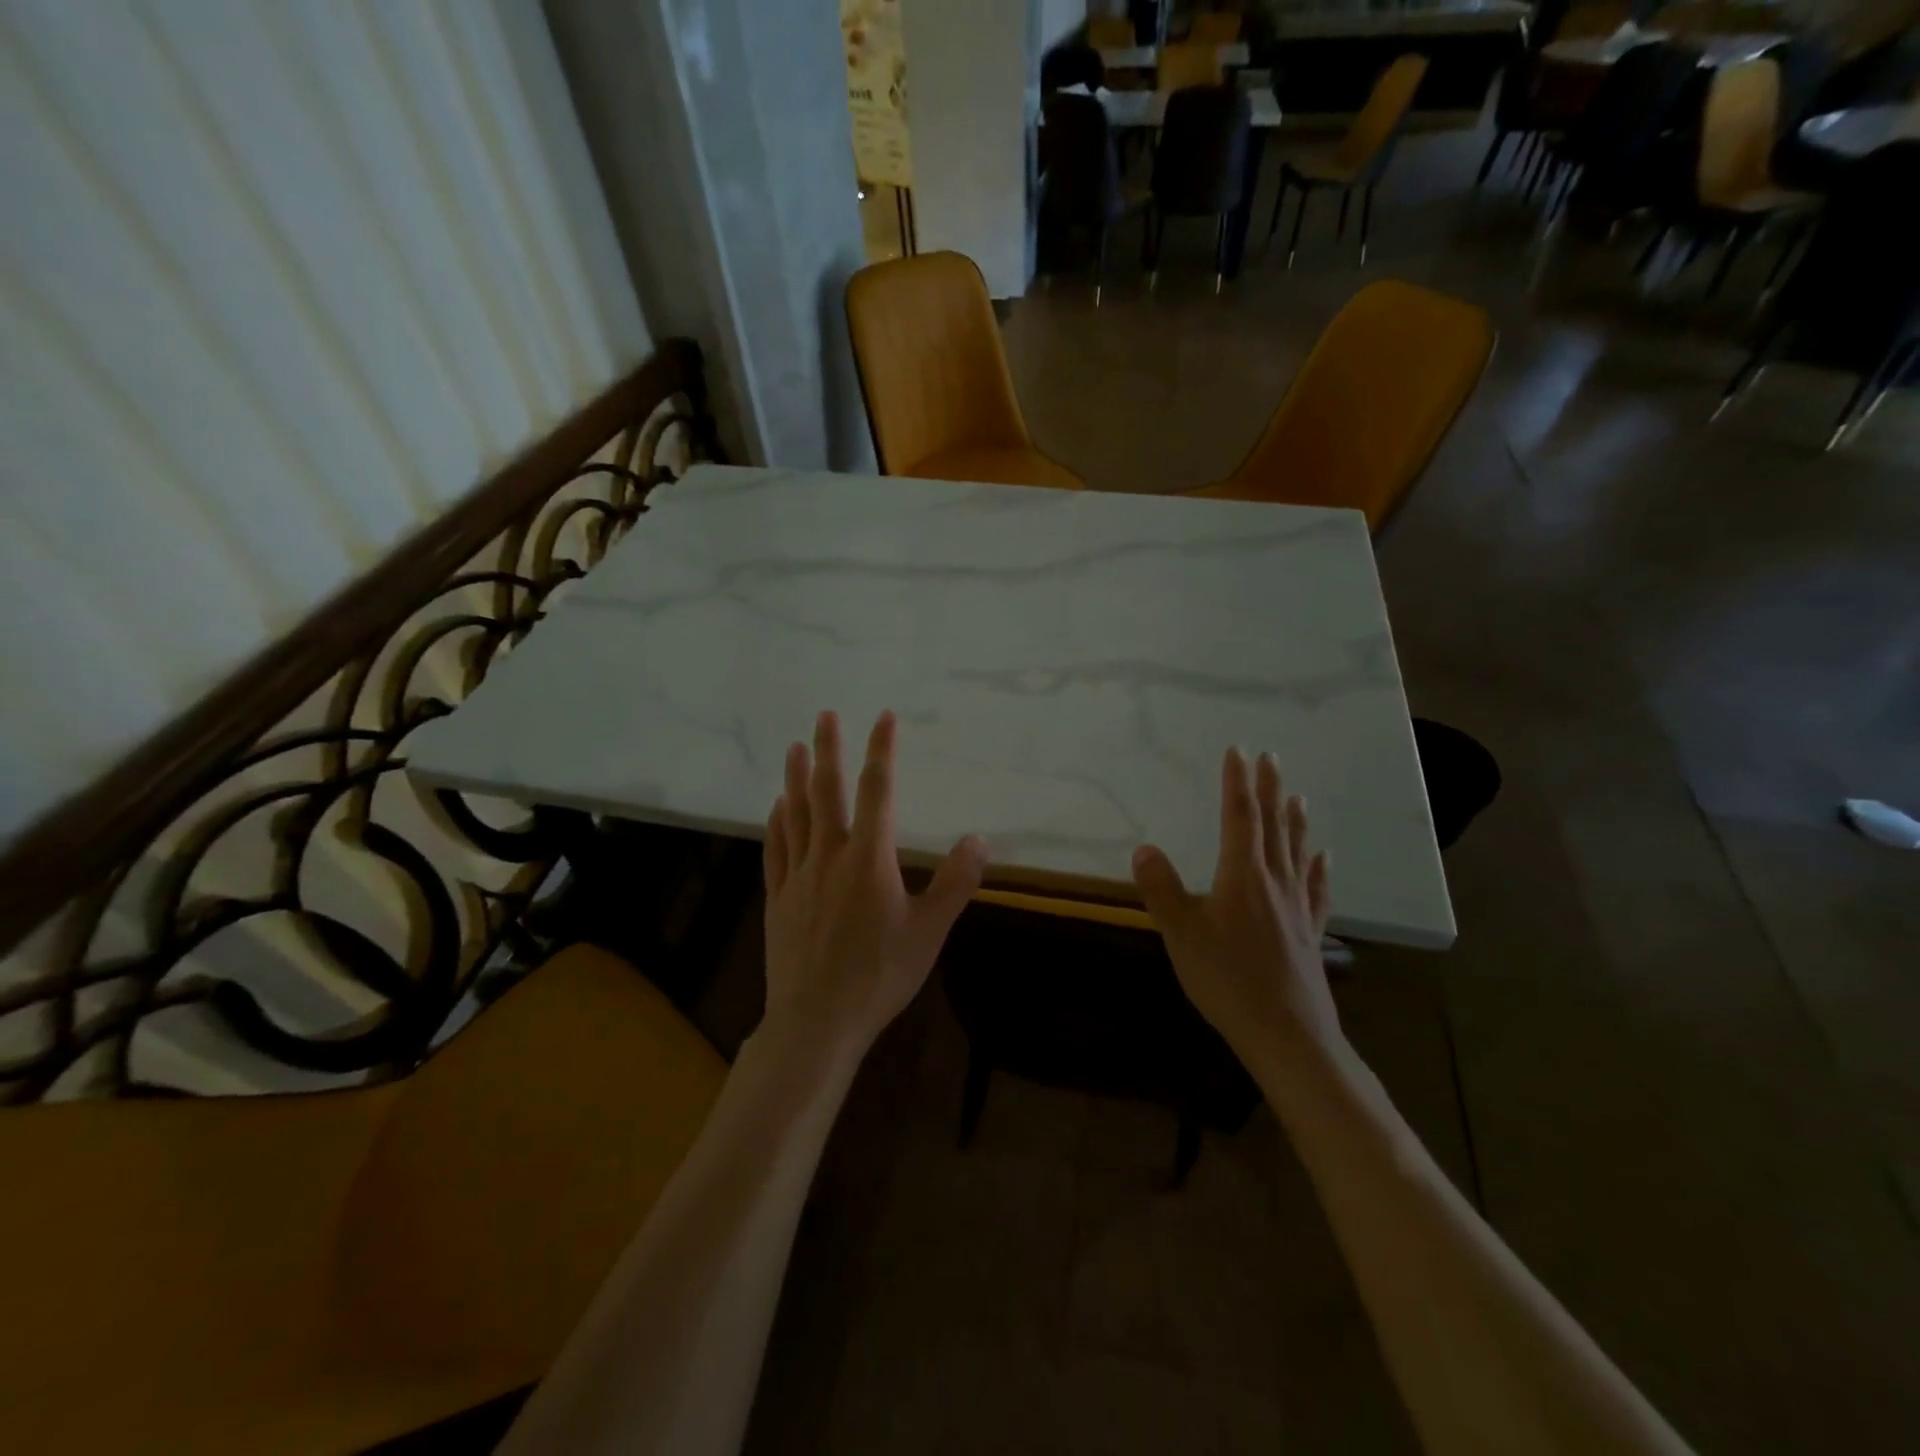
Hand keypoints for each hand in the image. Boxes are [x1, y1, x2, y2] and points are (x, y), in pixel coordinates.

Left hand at [761, 710, 987, 1058]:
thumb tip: (979, 839)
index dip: (882, 751)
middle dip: (829, 749)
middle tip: (825, 714)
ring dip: (797, 777)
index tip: (883, 718)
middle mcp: (829, 856)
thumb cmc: (878, 976)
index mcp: (868, 860)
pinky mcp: (778, 898)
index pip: (877, 792)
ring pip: (795, 814)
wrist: (816, 1021)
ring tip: (796, 746)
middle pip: (827, 792)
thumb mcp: (929, 933)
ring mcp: (798, 876)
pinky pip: (775, 849)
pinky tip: (777, 806)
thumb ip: (955, 883)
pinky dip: (777, 822)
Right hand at [1132, 748, 1342, 1059]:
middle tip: (1269, 758)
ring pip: (1295, 852)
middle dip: (1268, 789)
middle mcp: (1274, 882)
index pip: (1239, 818)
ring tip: (1297, 795)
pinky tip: (1324, 857)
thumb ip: (1161, 889)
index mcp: (1242, 876)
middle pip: (1271, 826)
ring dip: (1294, 820)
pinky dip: (1319, 868)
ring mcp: (1296, 907)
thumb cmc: (1229, 981)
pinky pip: (1316, 889)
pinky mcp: (1309, 932)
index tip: (1238, 751)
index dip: (1237, 783)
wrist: (1288, 1034)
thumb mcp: (1182, 934)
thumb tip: (1144, 848)